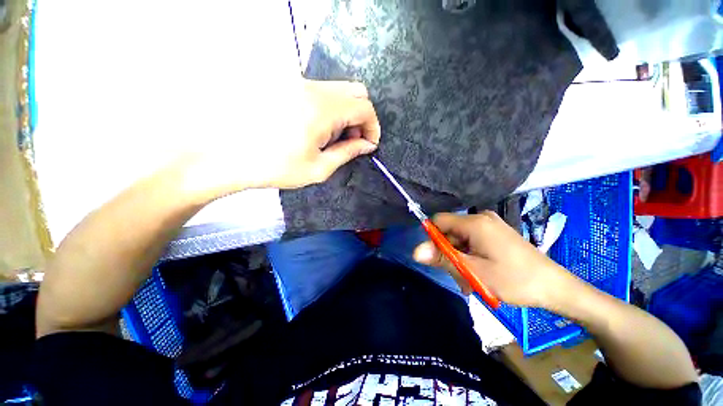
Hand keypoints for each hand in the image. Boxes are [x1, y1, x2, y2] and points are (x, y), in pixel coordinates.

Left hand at [264, 79, 380, 188]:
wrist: (230, 156)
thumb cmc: (276, 167)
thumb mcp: (319, 168)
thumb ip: (348, 153)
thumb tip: (368, 145)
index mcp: (322, 110)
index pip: (364, 107)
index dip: (373, 126)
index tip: (369, 144)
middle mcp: (312, 88)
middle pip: (355, 91)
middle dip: (362, 117)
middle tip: (352, 140)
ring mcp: (297, 83)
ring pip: (339, 90)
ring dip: (346, 113)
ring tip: (333, 137)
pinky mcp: (287, 85)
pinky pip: (322, 92)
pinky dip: (330, 108)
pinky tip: (318, 128)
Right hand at [413, 211, 577, 307]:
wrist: (555, 287)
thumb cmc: (514, 279)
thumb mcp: (473, 271)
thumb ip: (442, 258)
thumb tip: (415, 251)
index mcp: (474, 223)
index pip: (438, 221)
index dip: (432, 238)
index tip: (438, 259)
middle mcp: (480, 219)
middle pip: (449, 232)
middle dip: (449, 253)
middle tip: (459, 276)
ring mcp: (489, 226)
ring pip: (460, 240)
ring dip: (460, 259)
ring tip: (471, 280)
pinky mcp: (495, 234)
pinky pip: (472, 242)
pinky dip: (470, 257)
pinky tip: (478, 274)